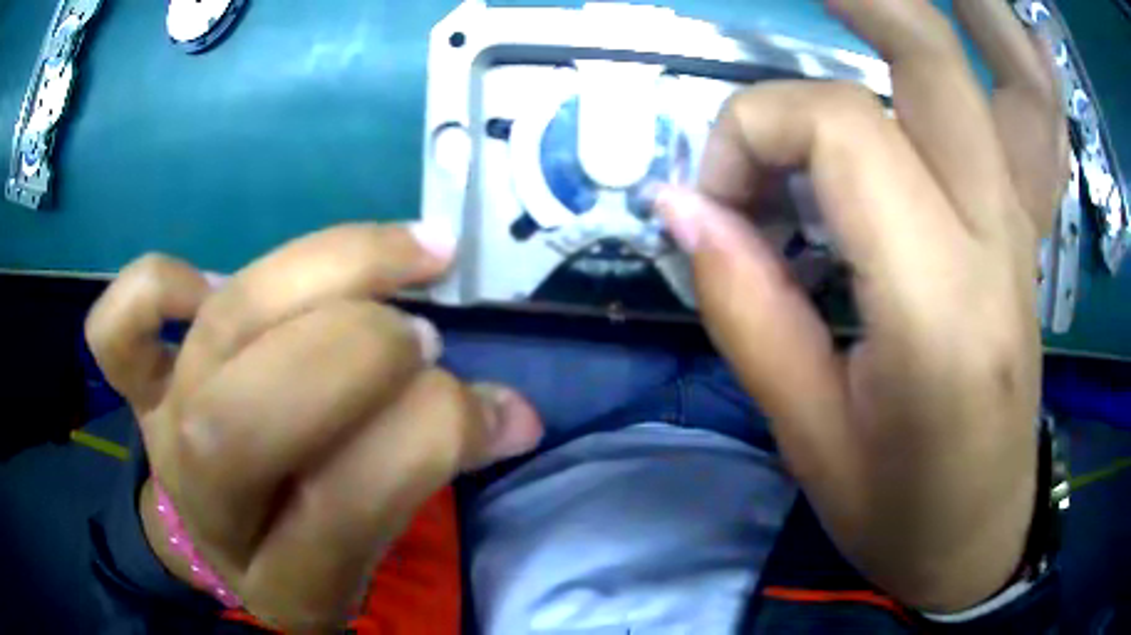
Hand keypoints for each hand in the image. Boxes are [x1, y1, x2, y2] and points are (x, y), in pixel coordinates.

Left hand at [85, 224, 542, 630]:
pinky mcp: (136, 389)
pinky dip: (158, 283)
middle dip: (354, 353)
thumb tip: (515, 413)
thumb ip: (437, 471)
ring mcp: (161, 434)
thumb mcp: (376, 540)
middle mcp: (209, 506)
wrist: (220, 534)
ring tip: (398, 258)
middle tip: (422, 333)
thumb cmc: (308, 538)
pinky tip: (213, 283)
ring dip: (320, 274)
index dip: (425, 439)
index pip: (342, 509)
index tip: (488, 404)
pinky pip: (116, 328)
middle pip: (248, 413)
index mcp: (285, 580)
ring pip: (219, 328)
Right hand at [656, 0, 1065, 611]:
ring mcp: (1024, 232)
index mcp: (936, 310)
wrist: (976, 541)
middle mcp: (995, 244)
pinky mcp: (1031, 239)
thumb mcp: (807, 436)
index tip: (718, 198)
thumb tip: (679, 204)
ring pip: (1012, 78)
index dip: (755, 135)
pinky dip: (1028, 63)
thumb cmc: (895, 513)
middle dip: (857, 1)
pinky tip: (1012, 30)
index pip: (842, 133)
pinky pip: (1044, 128)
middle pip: (931, 61)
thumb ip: (744, 305)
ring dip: (966, 10)